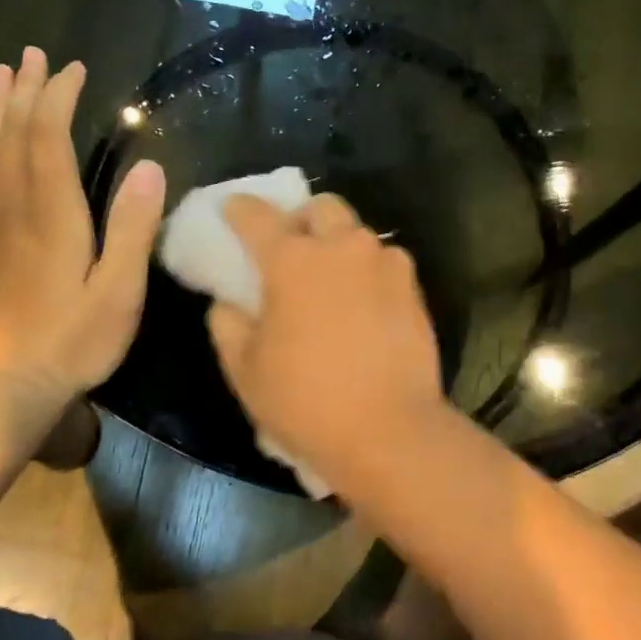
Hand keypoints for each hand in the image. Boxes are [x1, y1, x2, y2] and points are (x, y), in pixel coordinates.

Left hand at [0, 48, 164, 397]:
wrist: (0, 389)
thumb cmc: (73, 341)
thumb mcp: (120, 292)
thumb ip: (133, 228)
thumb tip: (149, 166)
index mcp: (52, 214)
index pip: (50, 137)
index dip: (59, 98)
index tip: (72, 69)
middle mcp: (9, 206)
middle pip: (14, 134)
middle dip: (24, 91)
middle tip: (31, 54)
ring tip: (0, 73)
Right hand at [208, 193, 446, 480]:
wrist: (390, 431)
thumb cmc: (306, 401)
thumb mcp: (245, 370)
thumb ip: (227, 324)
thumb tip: (228, 302)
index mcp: (292, 260)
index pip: (258, 216)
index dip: (240, 209)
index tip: (232, 208)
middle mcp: (342, 248)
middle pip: (321, 208)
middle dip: (302, 218)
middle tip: (292, 248)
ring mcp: (384, 264)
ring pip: (358, 233)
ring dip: (339, 245)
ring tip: (331, 281)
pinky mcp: (413, 288)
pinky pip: (385, 263)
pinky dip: (368, 272)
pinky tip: (363, 304)